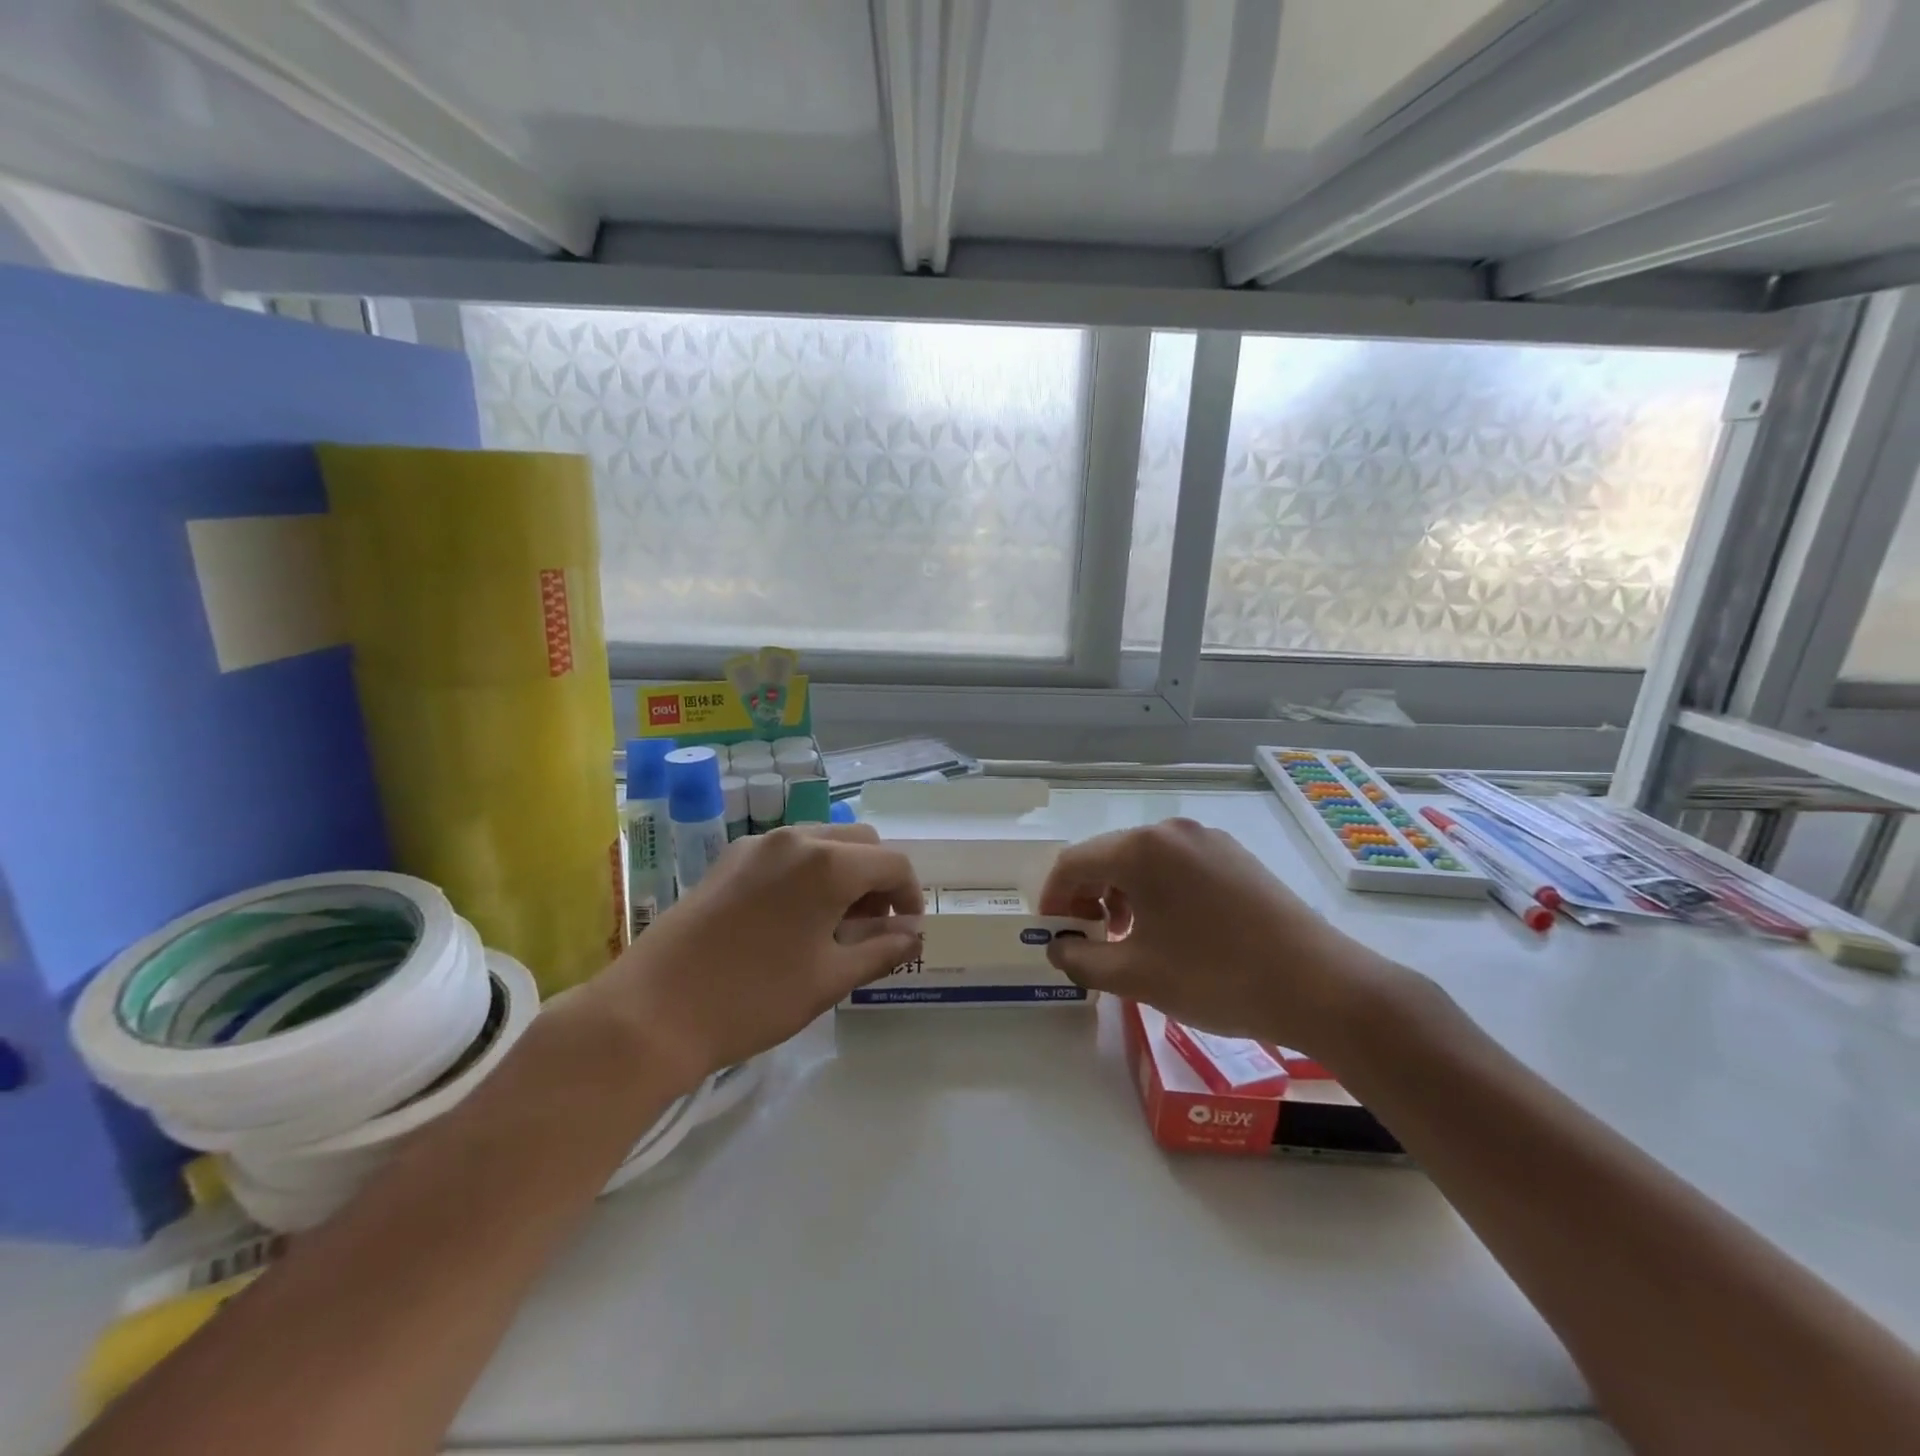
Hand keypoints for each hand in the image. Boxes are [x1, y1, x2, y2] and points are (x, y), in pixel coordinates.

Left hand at [576, 825, 921, 1089]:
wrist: (652, 1010)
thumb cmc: (753, 997)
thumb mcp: (830, 979)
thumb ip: (882, 950)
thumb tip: (914, 937)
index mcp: (828, 863)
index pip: (893, 863)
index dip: (910, 896)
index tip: (906, 933)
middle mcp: (795, 838)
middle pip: (861, 842)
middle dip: (878, 880)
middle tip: (870, 928)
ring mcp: (757, 844)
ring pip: (823, 842)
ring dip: (844, 873)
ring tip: (832, 925)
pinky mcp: (729, 858)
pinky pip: (787, 852)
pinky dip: (808, 873)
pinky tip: (792, 918)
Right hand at [1037, 818, 1402, 1058]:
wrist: (1321, 986)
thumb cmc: (1216, 978)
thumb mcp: (1136, 976)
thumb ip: (1082, 960)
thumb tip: (1057, 948)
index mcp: (1141, 849)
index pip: (1073, 863)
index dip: (1053, 899)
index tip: (1053, 935)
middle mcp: (1172, 830)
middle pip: (1108, 856)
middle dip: (1087, 897)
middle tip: (1089, 940)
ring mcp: (1208, 839)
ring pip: (1143, 860)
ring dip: (1121, 894)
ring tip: (1129, 938)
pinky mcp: (1235, 856)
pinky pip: (1177, 865)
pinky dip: (1157, 891)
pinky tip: (1171, 929)